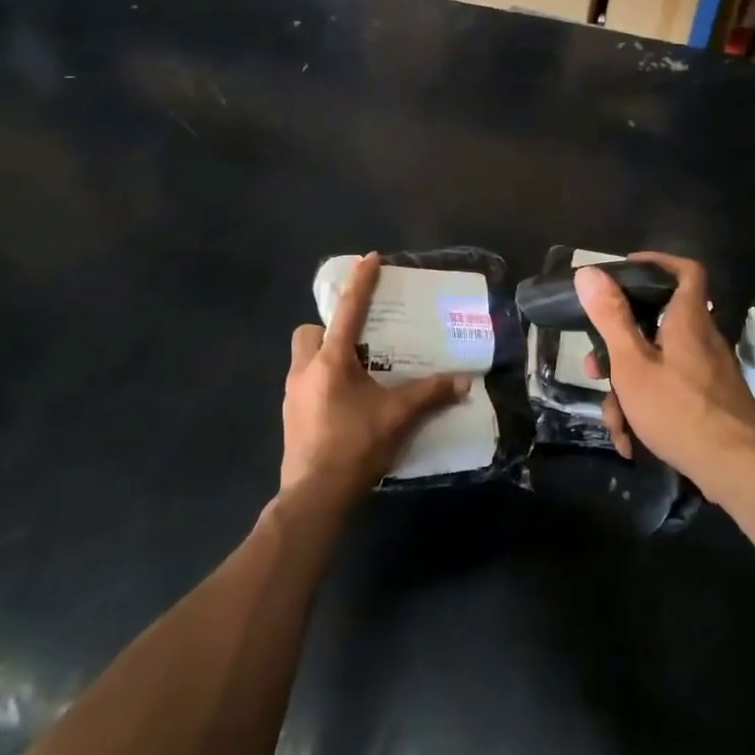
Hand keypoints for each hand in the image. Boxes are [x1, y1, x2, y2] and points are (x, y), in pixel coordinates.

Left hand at [282, 254, 470, 505]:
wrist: (314, 496)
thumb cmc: (355, 446)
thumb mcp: (398, 417)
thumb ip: (430, 395)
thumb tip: (464, 382)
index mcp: (331, 361)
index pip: (348, 311)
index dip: (361, 282)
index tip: (370, 258)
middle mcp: (305, 370)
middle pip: (309, 332)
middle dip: (328, 329)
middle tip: (358, 344)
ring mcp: (292, 395)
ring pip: (303, 359)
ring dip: (325, 358)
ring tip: (356, 375)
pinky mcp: (290, 416)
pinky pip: (304, 384)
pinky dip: (322, 383)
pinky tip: (345, 405)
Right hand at [578, 254, 754, 501]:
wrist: (739, 470)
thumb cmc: (679, 410)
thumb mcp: (632, 364)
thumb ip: (611, 318)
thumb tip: (588, 271)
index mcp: (687, 321)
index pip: (686, 271)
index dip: (657, 263)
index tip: (626, 271)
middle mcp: (702, 340)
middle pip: (656, 327)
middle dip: (619, 349)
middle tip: (594, 368)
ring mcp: (709, 373)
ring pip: (658, 367)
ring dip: (628, 391)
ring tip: (614, 423)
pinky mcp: (712, 402)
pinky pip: (672, 393)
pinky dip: (648, 410)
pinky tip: (631, 442)